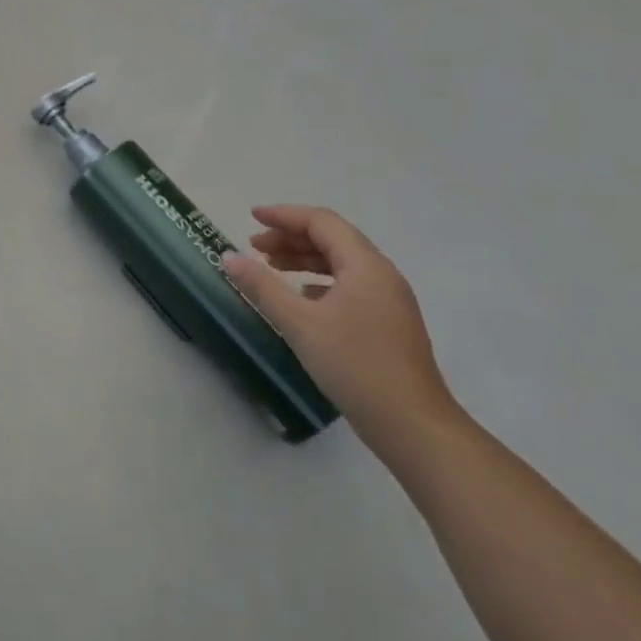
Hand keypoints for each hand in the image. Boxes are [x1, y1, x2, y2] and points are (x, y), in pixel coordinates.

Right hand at [221, 205, 456, 450]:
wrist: (412, 425)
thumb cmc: (354, 365)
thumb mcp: (299, 323)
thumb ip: (262, 286)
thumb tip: (228, 257)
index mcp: (365, 266)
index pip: (321, 222)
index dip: (284, 215)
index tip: (251, 217)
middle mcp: (381, 275)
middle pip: (332, 239)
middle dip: (291, 238)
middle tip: (254, 247)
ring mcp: (388, 300)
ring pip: (341, 263)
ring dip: (304, 259)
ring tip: (271, 268)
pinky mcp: (388, 323)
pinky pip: (349, 286)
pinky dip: (319, 282)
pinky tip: (301, 299)